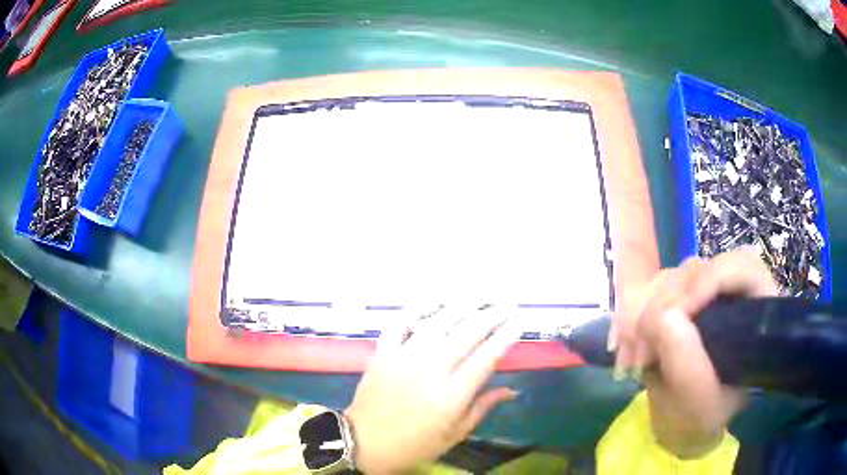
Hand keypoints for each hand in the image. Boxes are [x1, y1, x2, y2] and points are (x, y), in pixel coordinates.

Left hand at [345, 309, 521, 473]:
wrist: (364, 442)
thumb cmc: (414, 445)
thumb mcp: (454, 434)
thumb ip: (482, 408)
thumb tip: (511, 390)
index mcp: (451, 395)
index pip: (485, 358)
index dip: (505, 337)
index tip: (518, 321)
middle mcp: (430, 370)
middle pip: (465, 335)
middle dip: (489, 316)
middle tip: (505, 304)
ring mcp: (404, 358)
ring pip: (436, 324)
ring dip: (459, 307)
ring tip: (477, 296)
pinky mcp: (383, 353)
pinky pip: (399, 324)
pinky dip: (414, 310)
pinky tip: (431, 301)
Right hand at [611, 247, 778, 458]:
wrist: (683, 422)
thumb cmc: (702, 416)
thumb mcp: (699, 402)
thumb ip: (687, 365)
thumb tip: (662, 317)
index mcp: (755, 311)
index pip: (741, 267)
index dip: (708, 281)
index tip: (672, 316)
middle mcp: (729, 292)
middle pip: (696, 270)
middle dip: (662, 308)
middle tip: (641, 354)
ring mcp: (700, 292)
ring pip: (667, 278)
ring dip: (638, 315)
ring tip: (627, 360)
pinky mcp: (675, 300)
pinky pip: (646, 291)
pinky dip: (628, 317)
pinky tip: (621, 347)